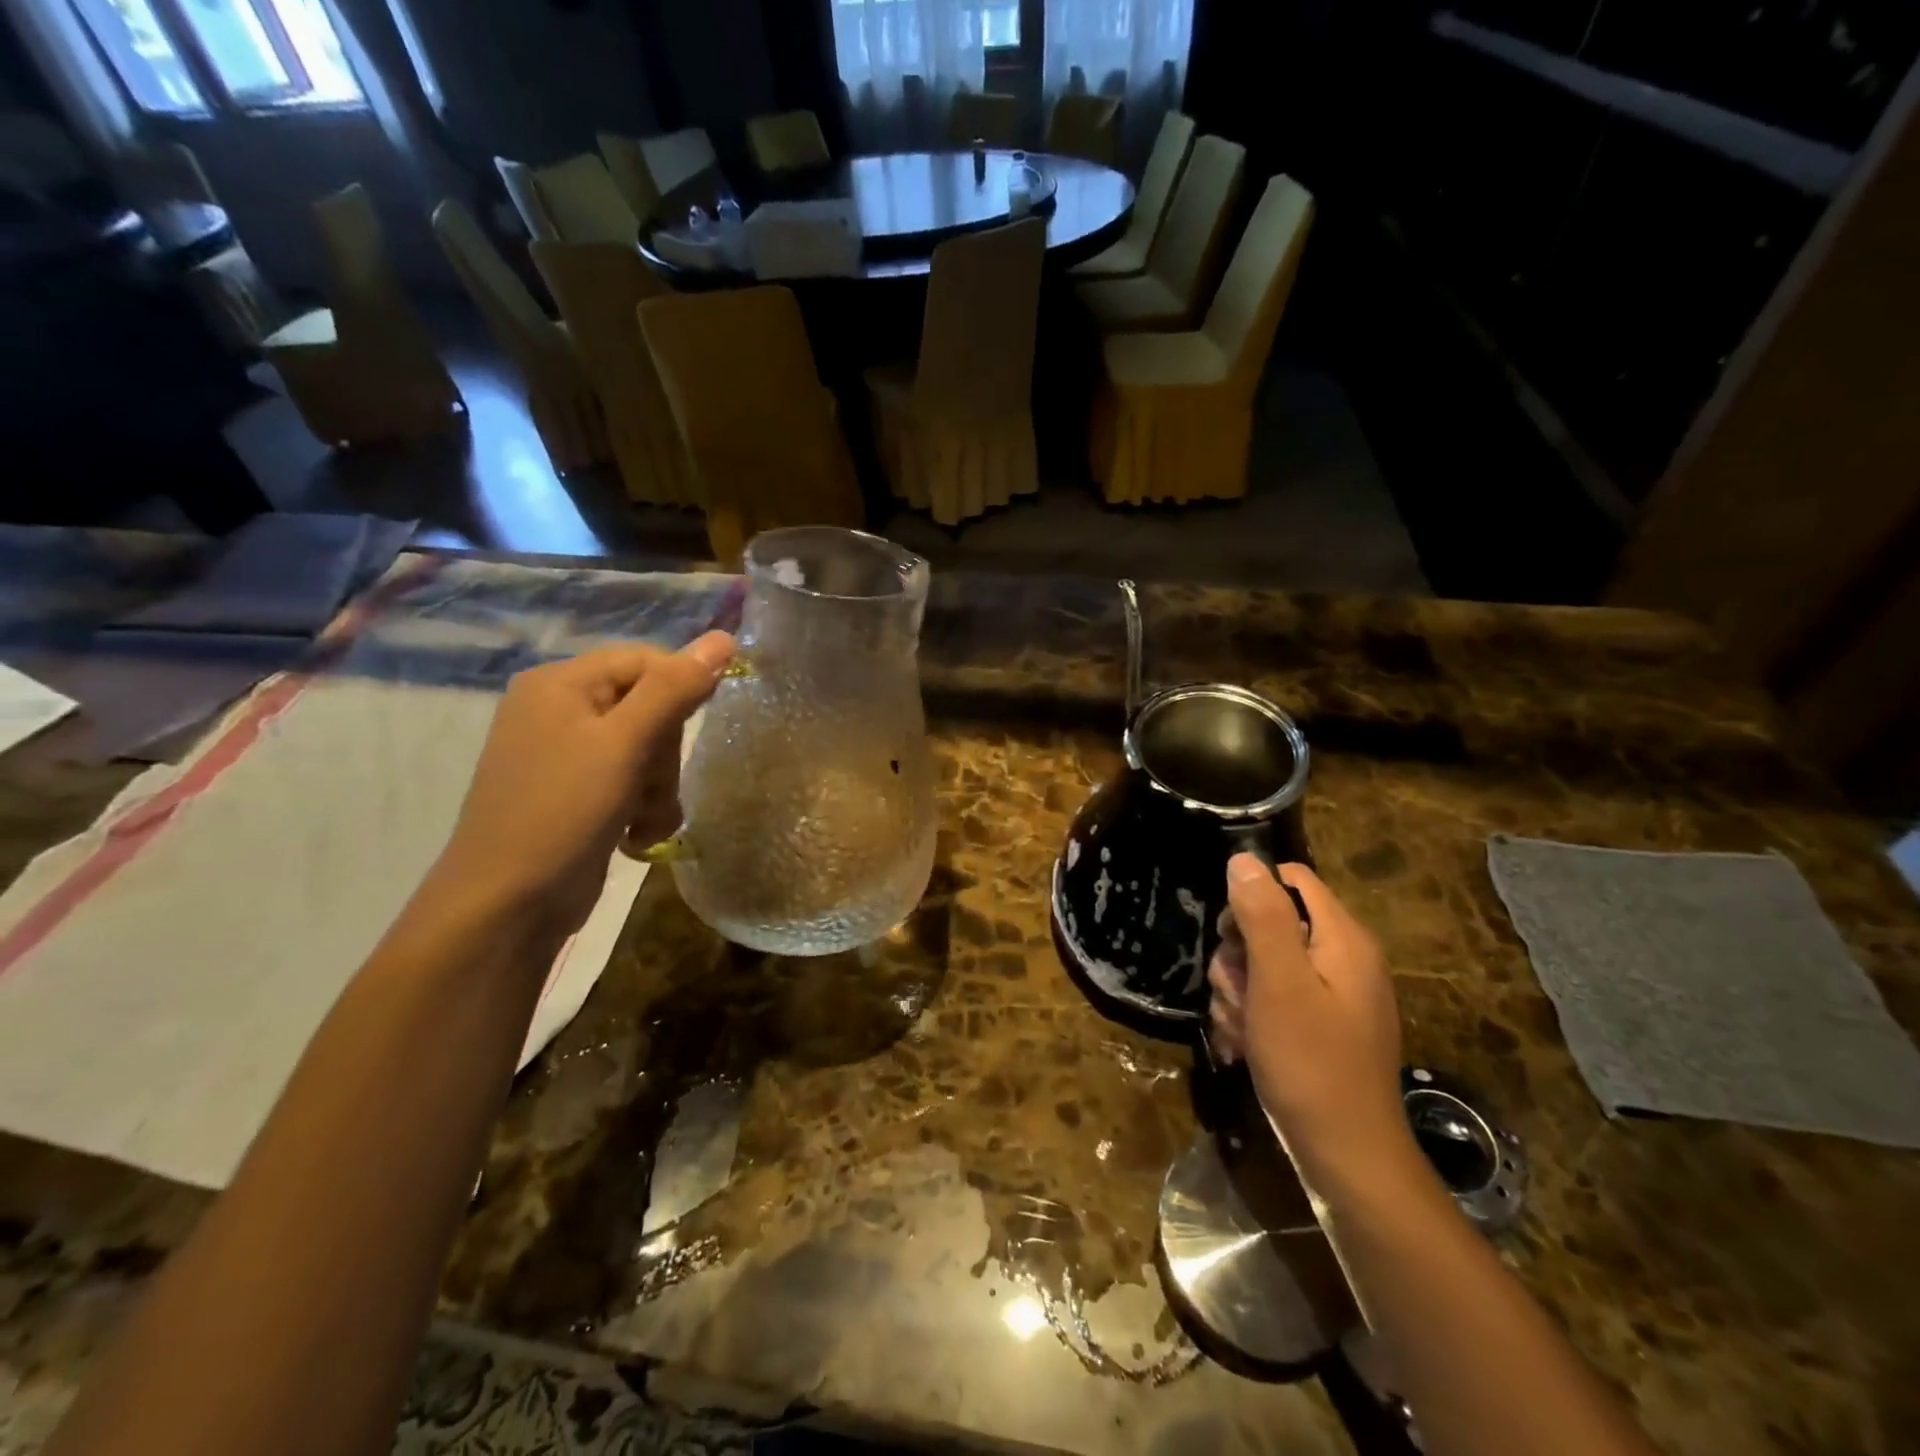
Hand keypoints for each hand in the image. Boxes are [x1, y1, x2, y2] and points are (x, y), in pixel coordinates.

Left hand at [430, 633, 733, 935]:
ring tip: (643, 822)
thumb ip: (674, 689)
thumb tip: (725, 637)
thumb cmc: (562, 812)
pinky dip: (642, 809)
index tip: (696, 730)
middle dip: (664, 754)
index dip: (680, 691)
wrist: (507, 906)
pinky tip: (634, 836)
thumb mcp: (624, 745)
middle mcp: (560, 710)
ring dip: (658, 789)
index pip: (646, 661)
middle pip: (650, 708)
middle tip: (652, 787)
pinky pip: (630, 782)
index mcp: (560, 683)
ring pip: (647, 751)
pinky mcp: (576, 793)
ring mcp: (566, 754)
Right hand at [1208, 857, 1421, 1199]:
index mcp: (1343, 939)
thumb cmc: (1311, 1063)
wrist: (1346, 1157)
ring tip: (1241, 1028)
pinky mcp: (1318, 1026)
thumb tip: (1243, 859)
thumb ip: (1262, 916)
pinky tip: (1245, 1045)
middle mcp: (1342, 959)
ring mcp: (1331, 996)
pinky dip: (1251, 1017)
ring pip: (1262, 965)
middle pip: (1271, 924)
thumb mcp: (1279, 983)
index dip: (1252, 898)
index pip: (1291, 880)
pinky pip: (1271, 1000)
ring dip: (1238, 992)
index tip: (1230, 936)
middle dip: (1238, 957)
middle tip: (1237, 993)